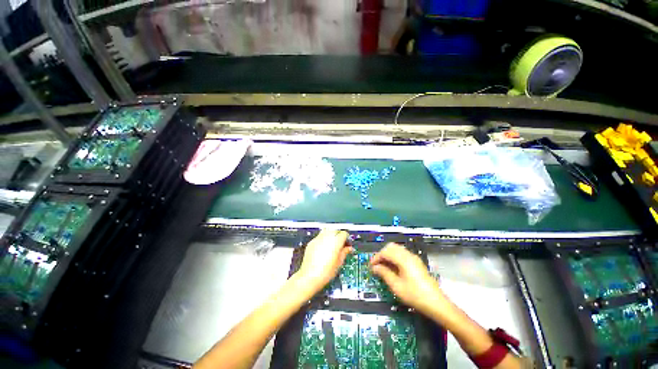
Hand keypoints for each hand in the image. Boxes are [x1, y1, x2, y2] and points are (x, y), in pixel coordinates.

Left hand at [296, 229, 352, 291]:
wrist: (310, 276)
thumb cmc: (326, 272)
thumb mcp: (339, 263)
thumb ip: (344, 252)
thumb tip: (349, 248)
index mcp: (336, 241)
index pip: (344, 233)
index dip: (347, 238)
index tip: (347, 244)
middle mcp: (327, 237)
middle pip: (335, 230)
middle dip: (339, 235)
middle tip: (340, 243)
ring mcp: (318, 239)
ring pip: (327, 230)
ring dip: (331, 234)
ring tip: (332, 243)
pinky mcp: (311, 242)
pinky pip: (319, 236)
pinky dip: (323, 238)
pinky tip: (323, 247)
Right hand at [370, 243, 447, 315]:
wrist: (437, 304)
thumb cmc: (415, 295)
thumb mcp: (396, 286)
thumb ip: (384, 273)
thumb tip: (375, 267)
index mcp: (403, 259)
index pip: (385, 252)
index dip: (376, 257)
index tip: (371, 266)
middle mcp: (409, 255)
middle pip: (391, 247)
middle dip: (382, 254)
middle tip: (377, 265)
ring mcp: (414, 258)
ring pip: (397, 249)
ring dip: (388, 255)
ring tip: (384, 267)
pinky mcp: (416, 262)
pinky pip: (402, 254)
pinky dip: (395, 258)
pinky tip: (393, 269)